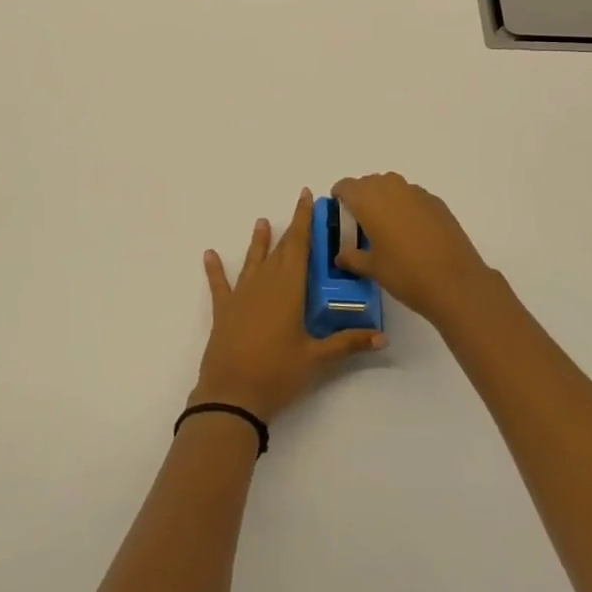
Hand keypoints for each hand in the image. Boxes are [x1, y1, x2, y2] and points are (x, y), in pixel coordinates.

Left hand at [191, 188, 385, 422]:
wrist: (232, 394)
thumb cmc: (278, 373)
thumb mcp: (317, 359)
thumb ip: (348, 343)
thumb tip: (382, 336)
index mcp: (289, 288)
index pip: (299, 246)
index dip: (303, 220)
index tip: (306, 196)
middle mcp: (265, 283)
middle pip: (280, 250)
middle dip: (291, 229)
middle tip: (299, 209)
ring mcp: (241, 295)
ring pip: (253, 261)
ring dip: (258, 242)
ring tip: (261, 222)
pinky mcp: (224, 310)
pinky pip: (219, 284)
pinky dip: (215, 269)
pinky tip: (209, 254)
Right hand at [331, 172, 493, 329]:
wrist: (455, 283)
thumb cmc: (405, 274)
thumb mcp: (372, 269)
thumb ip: (352, 257)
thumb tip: (341, 255)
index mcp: (368, 200)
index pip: (346, 186)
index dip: (340, 198)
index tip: (341, 215)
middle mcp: (391, 188)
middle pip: (369, 183)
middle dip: (362, 198)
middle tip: (362, 225)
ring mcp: (416, 192)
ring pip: (392, 187)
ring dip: (385, 200)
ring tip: (388, 228)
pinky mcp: (437, 202)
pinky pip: (413, 197)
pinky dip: (406, 207)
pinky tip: (413, 233)